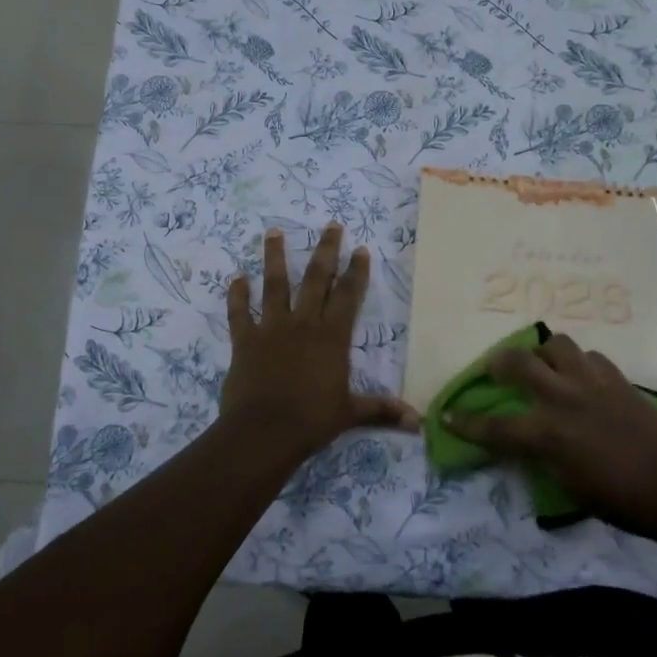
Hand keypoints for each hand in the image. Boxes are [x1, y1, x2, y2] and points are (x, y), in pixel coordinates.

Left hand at [221, 224, 416, 455]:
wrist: (264, 431)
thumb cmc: (312, 420)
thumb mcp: (351, 414)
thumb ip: (382, 410)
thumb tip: (419, 422)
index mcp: (332, 337)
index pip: (349, 296)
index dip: (356, 272)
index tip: (360, 249)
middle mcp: (303, 323)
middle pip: (316, 279)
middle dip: (325, 250)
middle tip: (330, 225)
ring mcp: (271, 328)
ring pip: (274, 285)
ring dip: (274, 257)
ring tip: (274, 232)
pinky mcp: (245, 340)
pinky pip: (239, 313)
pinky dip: (237, 296)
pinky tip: (236, 278)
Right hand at [447, 331, 656, 533]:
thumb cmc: (620, 500)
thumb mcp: (568, 486)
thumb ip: (542, 457)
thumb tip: (530, 441)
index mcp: (546, 434)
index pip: (493, 427)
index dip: (465, 423)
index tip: (446, 415)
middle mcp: (562, 399)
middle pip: (517, 363)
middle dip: (498, 363)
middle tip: (497, 369)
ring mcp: (591, 383)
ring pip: (556, 344)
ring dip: (544, 353)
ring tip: (546, 364)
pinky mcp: (617, 378)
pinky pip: (590, 356)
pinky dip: (580, 363)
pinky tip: (583, 377)